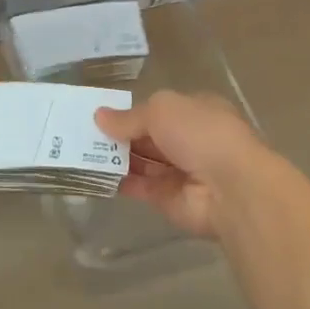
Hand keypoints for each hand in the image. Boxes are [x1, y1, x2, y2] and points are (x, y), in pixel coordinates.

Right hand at [94, 91, 277, 240]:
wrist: (231, 188)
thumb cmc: (201, 133)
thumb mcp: (162, 110)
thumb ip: (130, 117)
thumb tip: (100, 117)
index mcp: (196, 111)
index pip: (160, 109)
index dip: (132, 111)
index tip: (101, 113)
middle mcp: (189, 140)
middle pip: (148, 136)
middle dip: (120, 135)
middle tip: (80, 132)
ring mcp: (180, 171)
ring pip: (142, 161)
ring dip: (115, 157)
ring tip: (78, 151)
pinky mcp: (168, 200)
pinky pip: (139, 187)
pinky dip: (118, 181)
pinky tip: (92, 174)